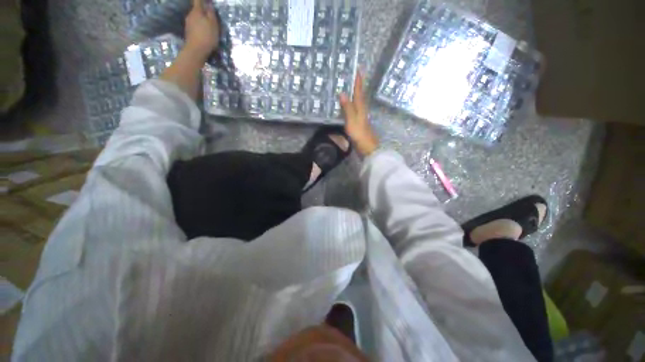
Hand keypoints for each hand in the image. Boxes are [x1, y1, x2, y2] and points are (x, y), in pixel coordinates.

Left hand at [184, 0, 219, 59]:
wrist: (196, 50)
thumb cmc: (207, 36)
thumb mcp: (213, 24)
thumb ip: (211, 13)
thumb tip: (209, 4)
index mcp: (196, 11)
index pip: (198, 1)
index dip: (202, 0)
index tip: (207, 2)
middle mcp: (190, 15)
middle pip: (196, 10)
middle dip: (202, 11)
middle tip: (210, 16)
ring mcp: (188, 24)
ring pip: (195, 18)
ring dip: (200, 20)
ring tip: (207, 26)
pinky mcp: (188, 32)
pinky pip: (194, 26)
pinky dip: (199, 27)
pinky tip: (203, 32)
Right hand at [340, 73, 378, 155]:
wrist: (367, 147)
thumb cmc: (360, 134)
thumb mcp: (352, 120)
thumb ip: (348, 108)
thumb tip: (342, 92)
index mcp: (361, 107)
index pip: (359, 91)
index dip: (359, 81)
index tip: (359, 69)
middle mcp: (362, 110)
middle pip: (359, 95)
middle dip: (357, 85)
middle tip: (353, 75)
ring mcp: (361, 117)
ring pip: (357, 102)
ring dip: (354, 94)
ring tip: (349, 87)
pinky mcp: (358, 123)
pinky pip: (354, 110)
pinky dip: (351, 104)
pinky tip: (348, 105)